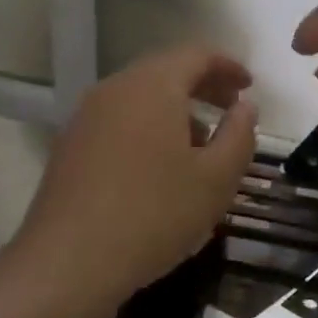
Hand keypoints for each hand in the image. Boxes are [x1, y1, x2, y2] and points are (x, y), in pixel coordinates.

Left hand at [10, 45, 257, 310]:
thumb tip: (245, 106)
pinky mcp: (70, 145)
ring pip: (140, 97)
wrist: (67, 263)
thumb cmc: (154, 214)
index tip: (249, 87)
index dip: (228, 66)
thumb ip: (239, 135)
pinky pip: (119, 120)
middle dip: (203, 86)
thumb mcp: (216, 180)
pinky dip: (148, 127)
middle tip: (231, 108)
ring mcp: (86, 116)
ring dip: (175, 109)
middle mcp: (115, 88)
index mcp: (153, 85)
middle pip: (165, 71)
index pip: (196, 55)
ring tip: (200, 145)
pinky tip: (159, 167)